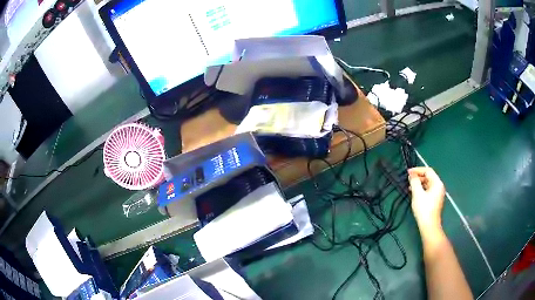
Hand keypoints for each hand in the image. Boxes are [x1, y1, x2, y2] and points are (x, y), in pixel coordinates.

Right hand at [408, 167, 444, 228]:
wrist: (429, 226)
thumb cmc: (424, 209)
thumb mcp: (417, 194)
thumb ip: (414, 182)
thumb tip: (412, 174)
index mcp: (437, 183)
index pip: (428, 171)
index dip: (418, 170)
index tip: (408, 172)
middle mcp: (439, 187)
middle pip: (428, 177)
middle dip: (418, 177)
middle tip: (408, 179)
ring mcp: (438, 194)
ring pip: (428, 184)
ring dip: (419, 184)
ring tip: (409, 187)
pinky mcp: (435, 201)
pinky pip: (428, 191)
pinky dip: (421, 190)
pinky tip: (414, 194)